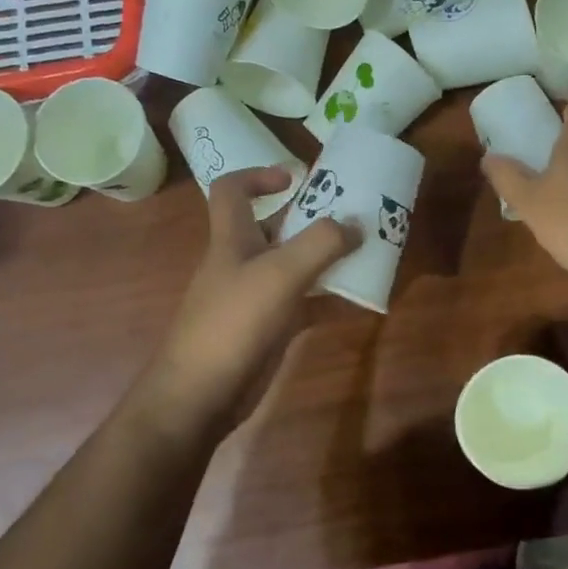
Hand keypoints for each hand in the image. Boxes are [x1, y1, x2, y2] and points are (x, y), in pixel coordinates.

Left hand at [143, 166, 356, 427]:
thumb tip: (355, 224)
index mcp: (232, 238)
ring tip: (365, 252)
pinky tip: (358, 300)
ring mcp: (254, 297)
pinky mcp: (268, 328)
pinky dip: (328, 298)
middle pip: (273, 228)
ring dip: (325, 258)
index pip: (231, 190)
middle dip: (310, 218)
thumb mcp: (280, 274)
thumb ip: (320, 244)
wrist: (202, 394)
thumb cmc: (234, 322)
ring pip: (293, 266)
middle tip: (352, 216)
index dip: (258, 175)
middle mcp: (241, 262)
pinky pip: (303, 303)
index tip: (296, 178)